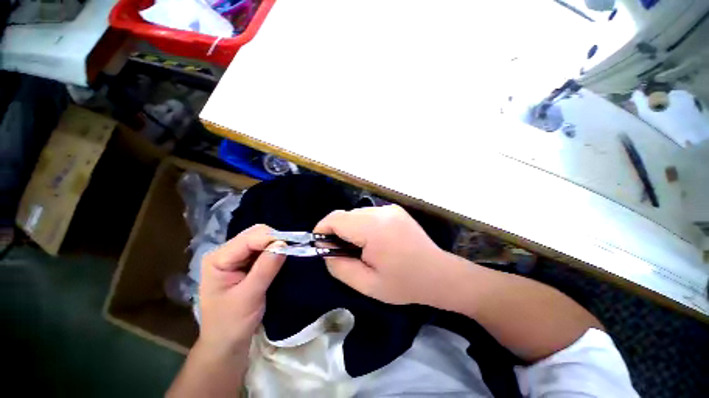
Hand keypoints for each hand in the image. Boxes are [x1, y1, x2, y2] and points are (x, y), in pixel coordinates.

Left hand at [198, 224, 285, 351]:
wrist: (226, 344)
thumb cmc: (232, 324)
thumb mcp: (249, 296)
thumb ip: (265, 268)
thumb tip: (284, 244)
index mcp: (218, 259)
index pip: (250, 238)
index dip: (272, 239)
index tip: (292, 247)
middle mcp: (226, 253)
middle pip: (255, 234)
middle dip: (275, 240)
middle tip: (290, 252)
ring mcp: (235, 258)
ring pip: (261, 240)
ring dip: (276, 246)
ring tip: (288, 256)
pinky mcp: (245, 263)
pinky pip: (263, 249)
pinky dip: (275, 251)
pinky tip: (280, 259)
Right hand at [314, 205, 454, 305]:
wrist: (439, 274)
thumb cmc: (404, 284)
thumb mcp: (367, 284)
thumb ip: (339, 266)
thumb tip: (326, 250)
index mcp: (374, 228)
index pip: (336, 218)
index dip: (322, 230)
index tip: (321, 245)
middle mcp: (381, 212)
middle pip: (346, 215)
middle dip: (337, 231)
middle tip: (343, 253)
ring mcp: (389, 208)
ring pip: (356, 214)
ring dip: (351, 229)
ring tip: (361, 249)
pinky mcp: (395, 210)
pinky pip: (369, 214)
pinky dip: (363, 226)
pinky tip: (374, 242)